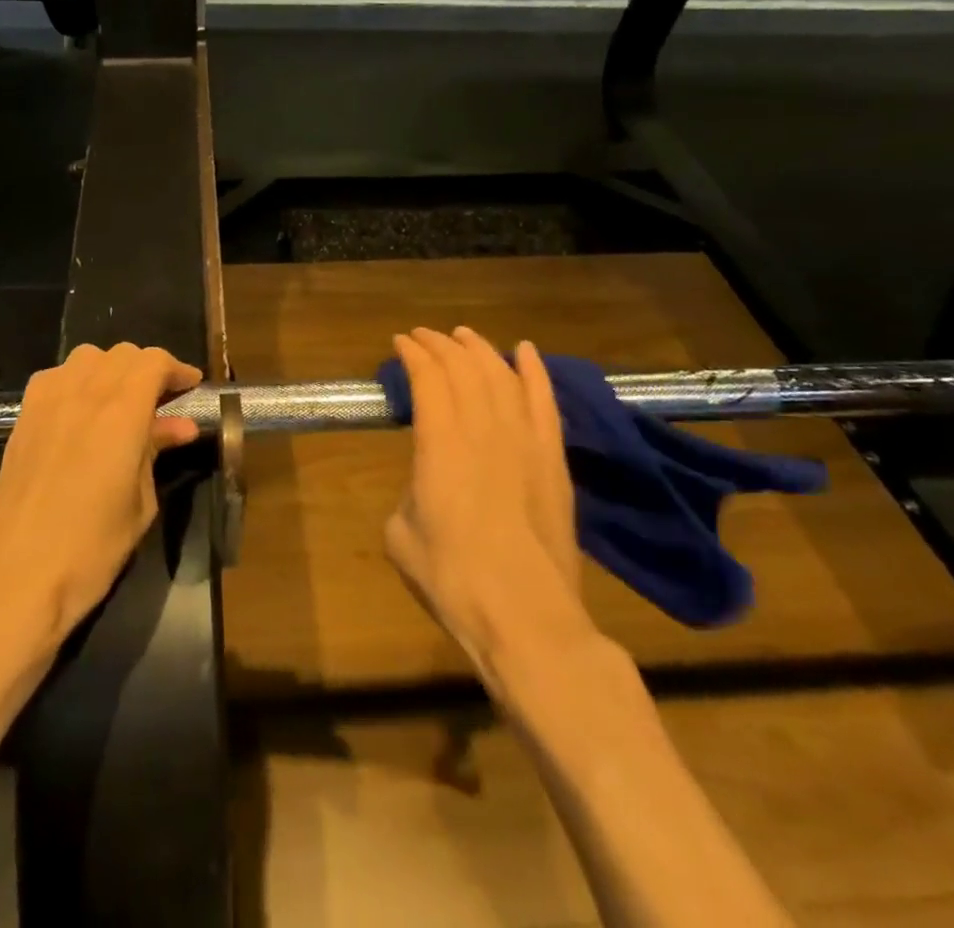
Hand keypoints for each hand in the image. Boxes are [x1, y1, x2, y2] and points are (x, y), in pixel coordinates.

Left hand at [0, 343, 201, 653]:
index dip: (177, 369)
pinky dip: (77, 380)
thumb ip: (155, 453)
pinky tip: (81, 411)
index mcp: (121, 412)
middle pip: (122, 354)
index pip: (154, 361)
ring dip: (112, 369)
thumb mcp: (139, 504)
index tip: (191, 387)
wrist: (13, 578)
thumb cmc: (90, 549)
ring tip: (122, 401)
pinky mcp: (22, 417)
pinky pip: (55, 376)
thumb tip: (180, 427)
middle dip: (148, 369)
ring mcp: (47, 401)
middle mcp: (84, 392)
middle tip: (163, 400)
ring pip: (87, 357)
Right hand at [385, 327, 595, 667]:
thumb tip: (424, 487)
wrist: (525, 617)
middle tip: (424, 337)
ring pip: (501, 376)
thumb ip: (408, 495)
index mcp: (440, 443)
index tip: (400, 343)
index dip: (412, 354)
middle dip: (440, 345)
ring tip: (464, 336)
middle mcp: (483, 429)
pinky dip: (534, 371)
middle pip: (463, 368)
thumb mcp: (400, 535)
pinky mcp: (553, 459)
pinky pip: (544, 401)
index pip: (428, 378)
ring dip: (480, 350)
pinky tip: (526, 351)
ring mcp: (524, 441)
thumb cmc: (452, 579)